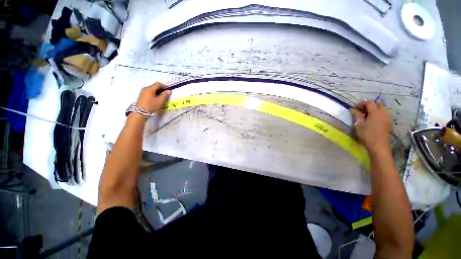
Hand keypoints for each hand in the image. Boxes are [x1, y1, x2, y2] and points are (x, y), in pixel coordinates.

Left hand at [135, 83, 170, 113]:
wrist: (140, 112)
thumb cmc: (151, 105)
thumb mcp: (160, 101)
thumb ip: (165, 95)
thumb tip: (169, 91)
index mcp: (150, 89)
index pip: (158, 84)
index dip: (164, 86)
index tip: (168, 90)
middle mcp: (145, 88)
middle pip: (154, 86)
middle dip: (160, 89)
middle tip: (165, 94)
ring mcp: (143, 92)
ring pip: (151, 89)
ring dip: (157, 92)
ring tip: (161, 97)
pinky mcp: (141, 95)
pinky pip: (149, 92)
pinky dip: (153, 94)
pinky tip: (155, 99)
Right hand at [350, 101, 391, 152]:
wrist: (378, 145)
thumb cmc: (367, 134)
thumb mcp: (359, 124)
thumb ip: (356, 115)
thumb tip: (353, 109)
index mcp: (375, 112)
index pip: (369, 103)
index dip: (362, 103)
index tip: (355, 107)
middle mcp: (383, 112)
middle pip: (377, 104)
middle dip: (369, 105)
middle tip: (361, 110)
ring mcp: (387, 118)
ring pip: (381, 109)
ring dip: (373, 110)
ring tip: (365, 115)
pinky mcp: (388, 123)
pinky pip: (383, 114)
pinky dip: (377, 114)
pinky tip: (371, 120)